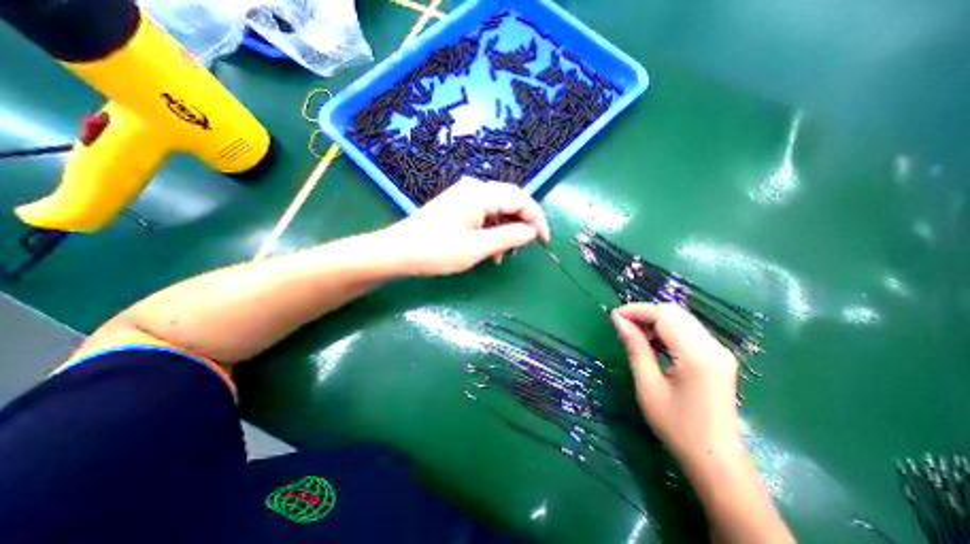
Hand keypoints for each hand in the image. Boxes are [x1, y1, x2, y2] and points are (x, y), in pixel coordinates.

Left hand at [379, 178, 549, 276]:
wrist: (398, 252)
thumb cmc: (436, 251)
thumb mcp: (477, 248)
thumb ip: (508, 237)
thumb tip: (532, 232)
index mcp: (481, 194)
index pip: (521, 200)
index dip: (537, 220)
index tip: (544, 241)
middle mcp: (475, 189)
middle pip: (511, 202)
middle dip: (522, 225)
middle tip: (524, 248)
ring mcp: (464, 197)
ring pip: (498, 210)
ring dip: (506, 231)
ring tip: (502, 256)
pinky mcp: (458, 207)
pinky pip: (484, 216)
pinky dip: (492, 232)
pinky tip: (489, 250)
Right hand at [612, 304, 743, 464]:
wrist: (717, 461)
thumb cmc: (677, 427)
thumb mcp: (648, 386)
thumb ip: (635, 348)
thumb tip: (618, 320)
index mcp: (697, 356)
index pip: (665, 315)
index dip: (637, 310)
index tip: (614, 316)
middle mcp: (713, 347)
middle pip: (675, 312)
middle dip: (645, 313)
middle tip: (622, 325)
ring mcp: (719, 351)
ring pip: (682, 319)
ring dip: (655, 320)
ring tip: (634, 334)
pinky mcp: (718, 357)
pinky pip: (689, 331)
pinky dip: (667, 330)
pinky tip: (652, 343)